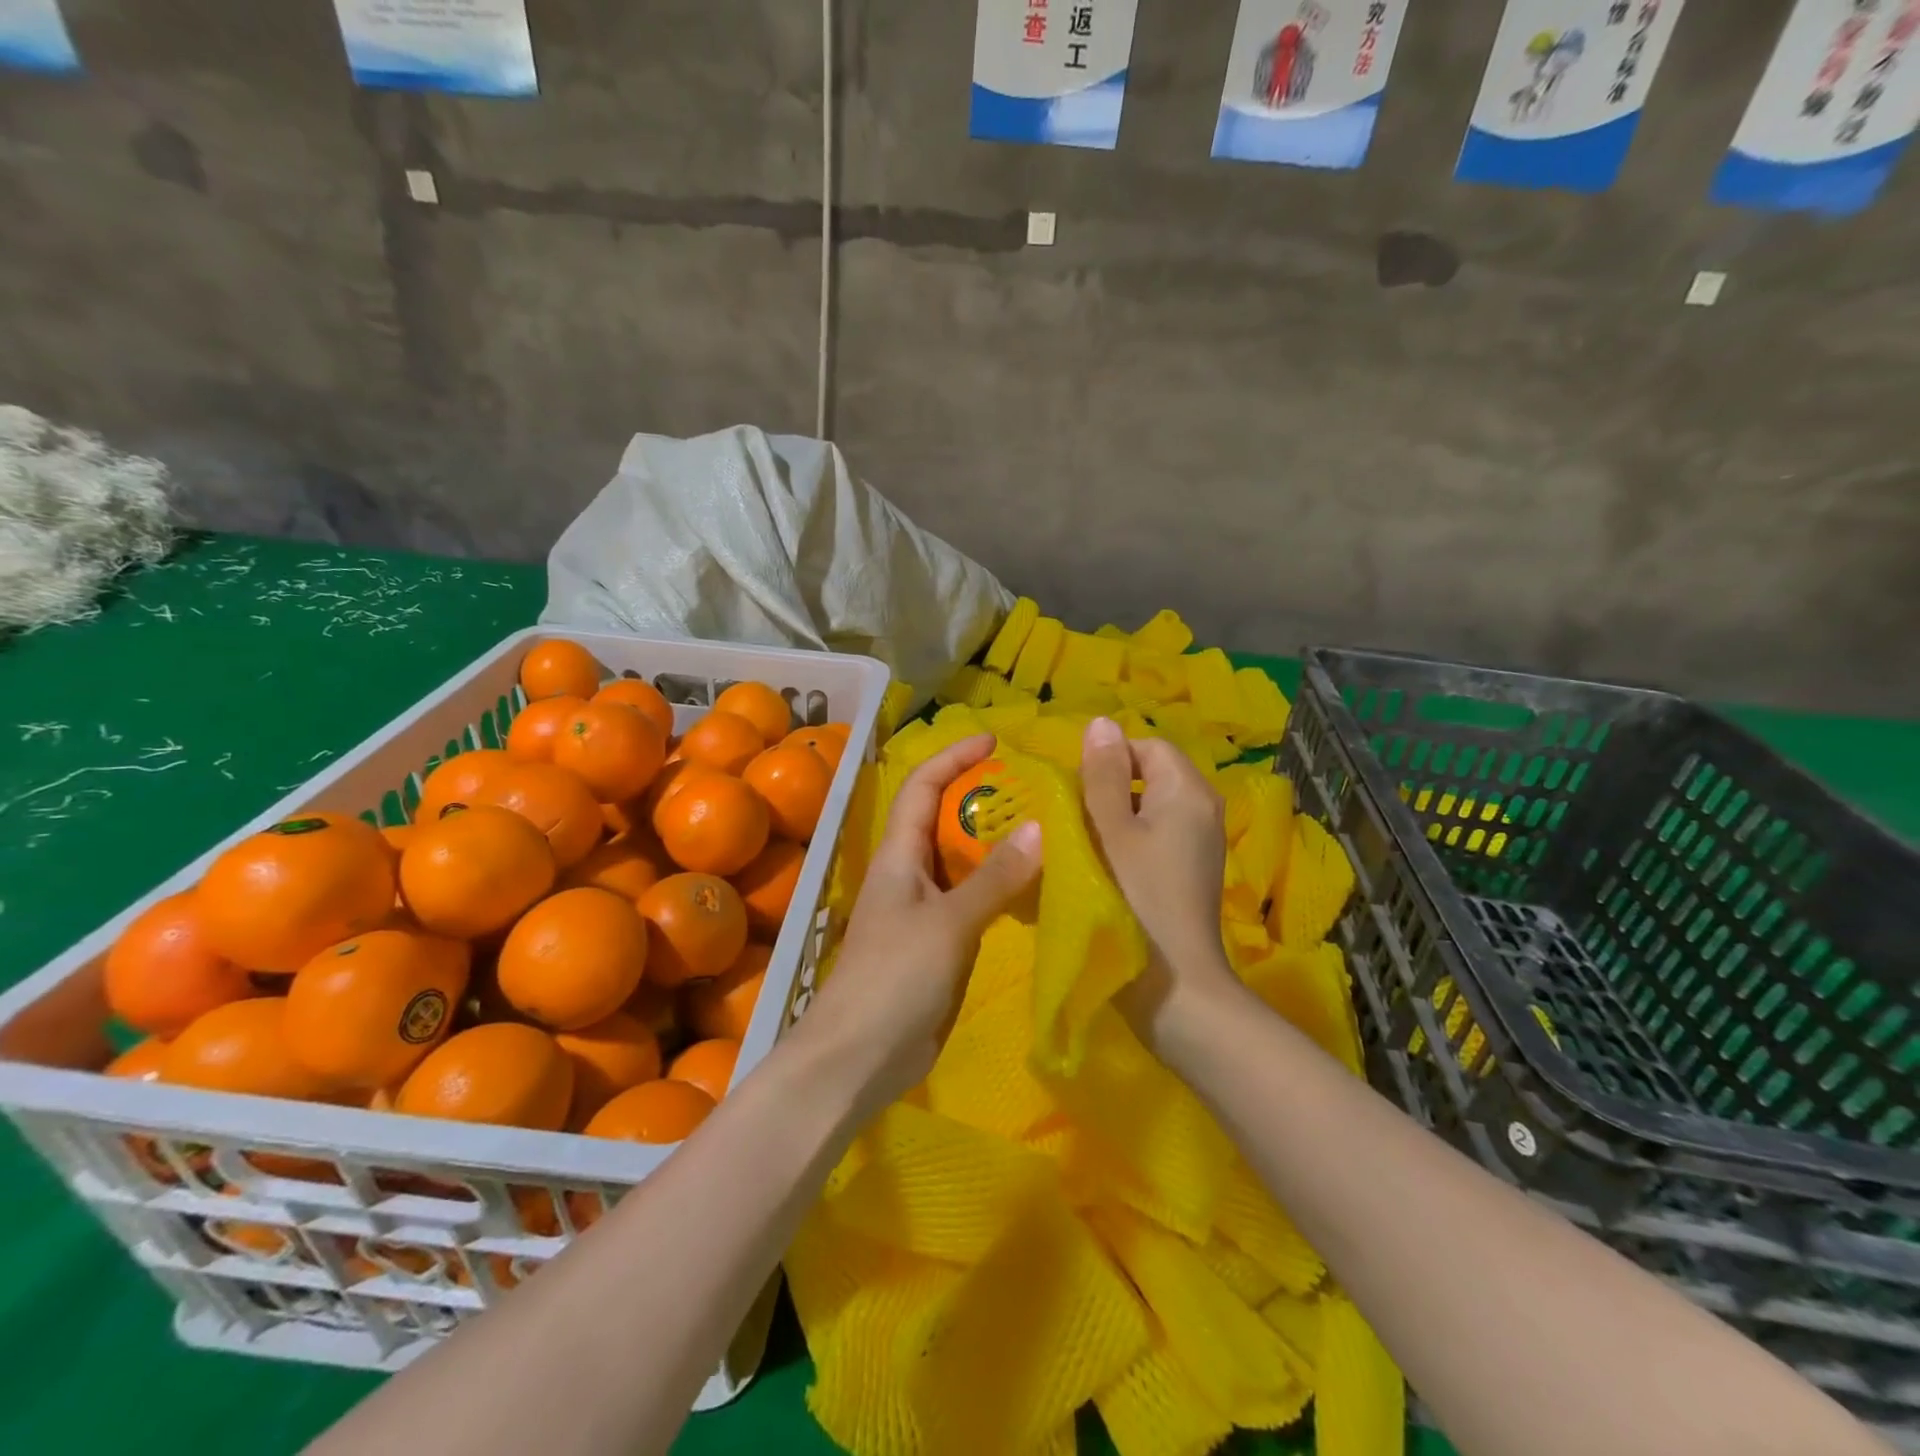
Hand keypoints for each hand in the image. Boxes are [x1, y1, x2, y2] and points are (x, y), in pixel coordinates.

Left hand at [797, 734, 1041, 1112]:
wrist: (859, 1058)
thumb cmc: (894, 978)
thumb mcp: (949, 922)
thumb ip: (994, 878)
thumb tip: (1040, 827)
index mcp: (898, 855)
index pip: (921, 787)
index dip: (952, 757)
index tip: (993, 741)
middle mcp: (909, 874)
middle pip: (943, 820)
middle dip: (981, 798)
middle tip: (1035, 790)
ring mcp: (923, 911)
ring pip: (961, 862)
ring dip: (995, 844)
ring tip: (1045, 831)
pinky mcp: (938, 944)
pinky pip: (972, 901)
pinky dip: (999, 888)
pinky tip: (1033, 889)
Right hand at [1080, 717, 1240, 1048]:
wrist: (1174, 988)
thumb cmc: (1135, 899)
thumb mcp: (1110, 830)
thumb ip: (1103, 774)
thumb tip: (1102, 723)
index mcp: (1189, 791)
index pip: (1147, 745)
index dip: (1108, 759)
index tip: (1077, 793)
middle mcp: (1203, 809)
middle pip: (1150, 774)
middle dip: (1109, 788)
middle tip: (1076, 821)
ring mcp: (1199, 843)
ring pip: (1149, 807)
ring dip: (1114, 817)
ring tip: (1083, 843)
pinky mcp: (1189, 870)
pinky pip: (1155, 835)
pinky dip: (1128, 841)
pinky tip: (1104, 867)